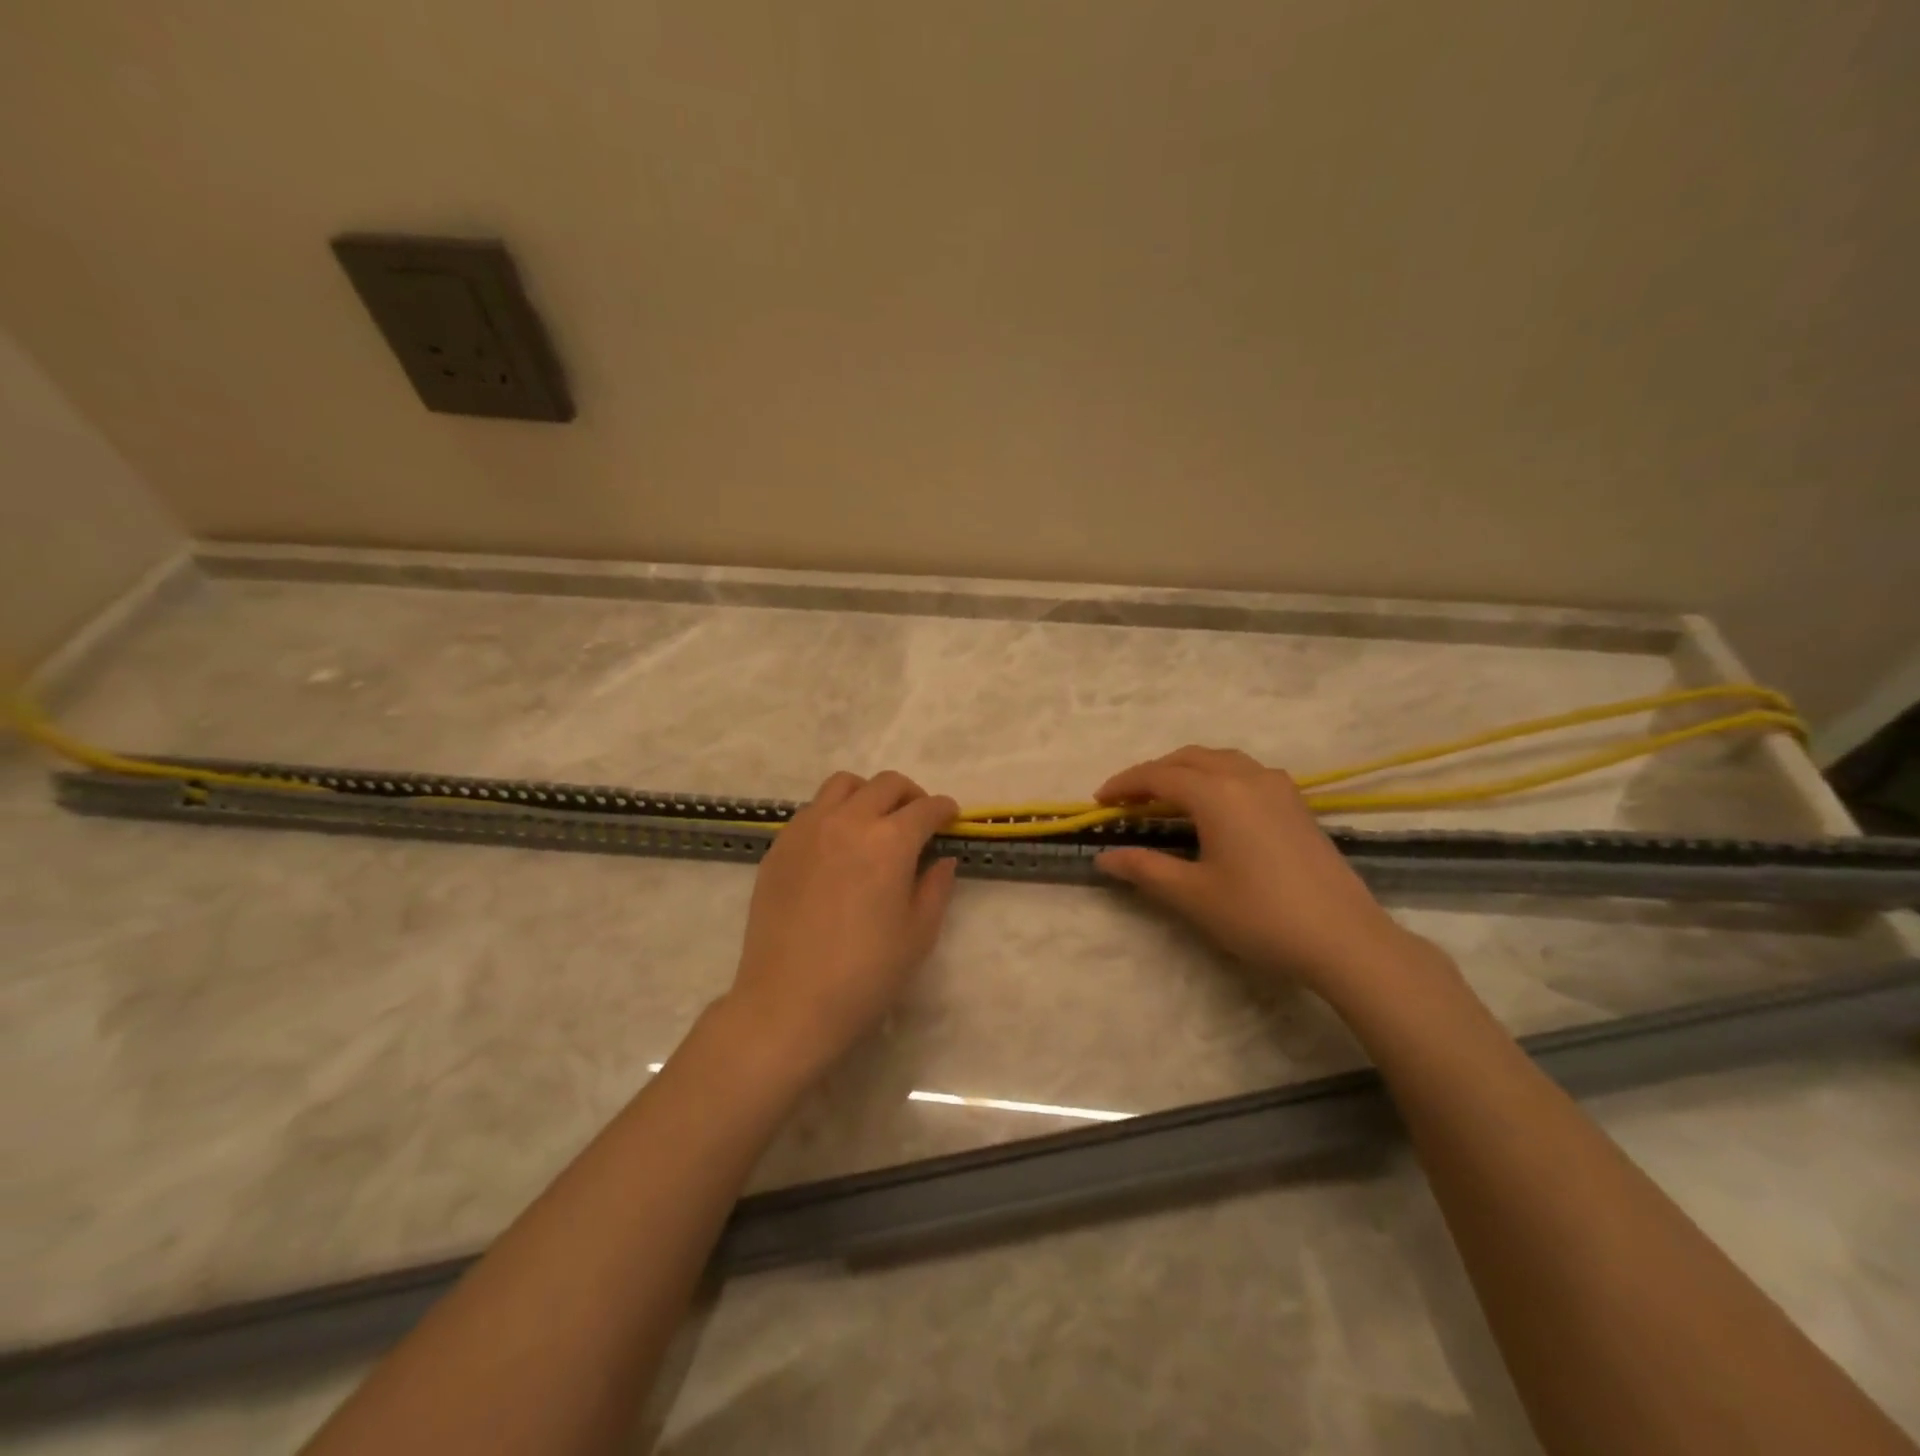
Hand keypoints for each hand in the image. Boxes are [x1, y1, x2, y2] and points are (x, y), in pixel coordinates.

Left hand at [725, 770, 959, 1078]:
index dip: (944, 810)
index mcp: (890, 841)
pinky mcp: (779, 846)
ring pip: (843, 785)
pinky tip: (837, 847)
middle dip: (910, 795)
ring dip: (868, 794)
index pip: (925, 808)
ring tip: (874, 823)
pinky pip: (812, 810)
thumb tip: (942, 858)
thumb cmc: (865, 974)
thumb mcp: (918, 933)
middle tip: (917, 820)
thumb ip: (936, 886)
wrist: (789, 1002)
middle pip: (886, 785)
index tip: (951, 818)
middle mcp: (848, 821)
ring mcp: (807, 829)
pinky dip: (833, 813)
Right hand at [1093, 746, 1433, 1001]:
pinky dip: (1215, 777)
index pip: (1158, 776)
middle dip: (1153, 774)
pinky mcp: (1297, 805)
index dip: (1124, 785)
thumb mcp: (1192, 895)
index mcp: (1217, 793)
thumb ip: (1144, 870)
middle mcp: (1247, 777)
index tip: (1098, 801)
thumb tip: (1104, 857)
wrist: (1345, 940)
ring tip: (1165, 798)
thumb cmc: (1260, 915)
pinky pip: (1245, 773)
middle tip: (1127, 800)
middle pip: (1189, 759)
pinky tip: (1214, 806)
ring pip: (1220, 761)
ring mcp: (1278, 788)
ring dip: (1186, 771)